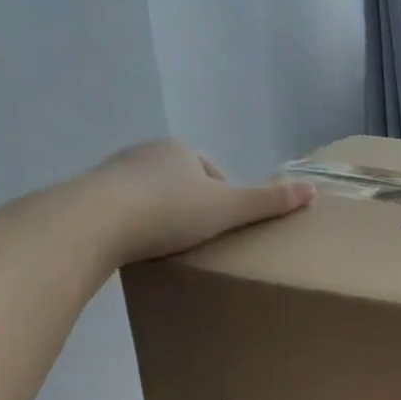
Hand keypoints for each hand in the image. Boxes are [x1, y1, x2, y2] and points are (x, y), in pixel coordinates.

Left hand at [80, 139, 313, 264]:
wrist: (96, 221)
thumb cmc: (170, 211)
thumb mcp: (228, 208)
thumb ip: (269, 202)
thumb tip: (312, 190)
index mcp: (179, 149)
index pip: (212, 172)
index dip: (225, 199)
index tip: (226, 228)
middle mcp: (145, 152)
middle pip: (181, 183)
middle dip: (192, 208)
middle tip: (202, 242)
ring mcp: (113, 174)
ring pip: (150, 196)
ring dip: (162, 218)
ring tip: (171, 249)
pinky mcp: (88, 197)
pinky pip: (123, 212)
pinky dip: (135, 227)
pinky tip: (139, 250)